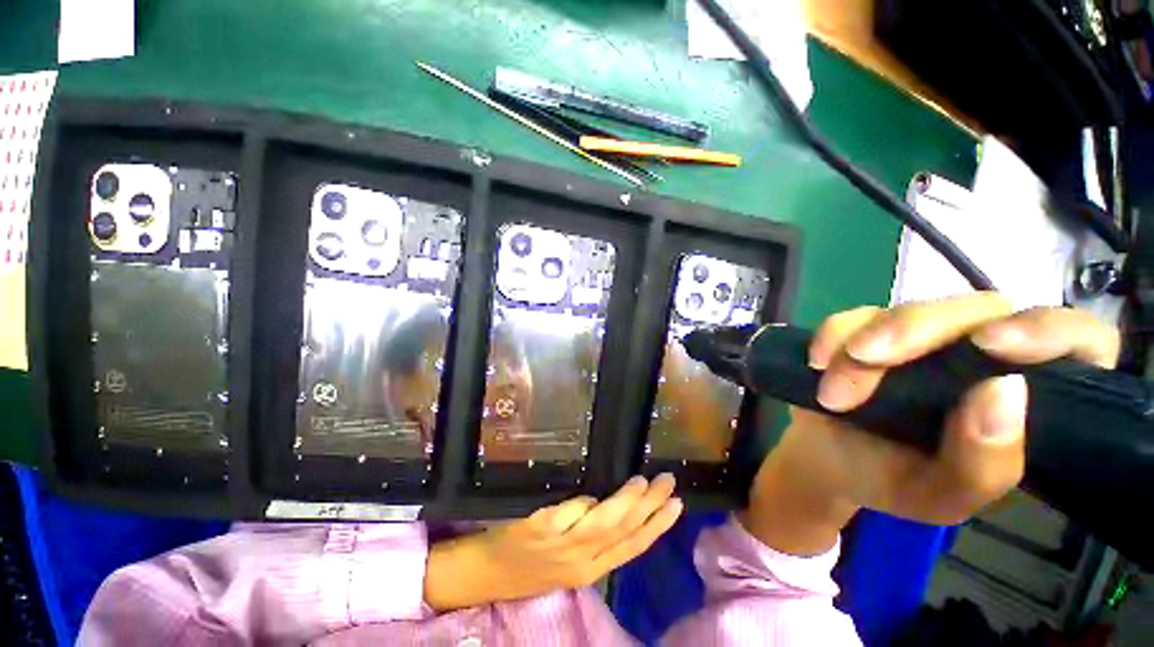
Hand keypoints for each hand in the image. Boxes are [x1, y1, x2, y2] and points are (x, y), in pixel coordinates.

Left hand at [424, 474, 682, 611]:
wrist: (477, 575)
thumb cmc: (521, 571)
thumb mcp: (563, 568)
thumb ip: (587, 546)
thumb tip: (611, 511)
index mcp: (588, 574)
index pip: (632, 549)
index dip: (657, 528)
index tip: (677, 506)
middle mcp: (579, 563)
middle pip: (623, 533)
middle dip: (650, 507)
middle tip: (668, 482)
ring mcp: (558, 547)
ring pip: (603, 524)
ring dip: (627, 502)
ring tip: (642, 482)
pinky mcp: (536, 531)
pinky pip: (568, 514)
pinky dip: (584, 504)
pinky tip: (594, 496)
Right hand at [740, 293, 1119, 555]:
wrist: (834, 463)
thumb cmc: (899, 483)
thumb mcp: (941, 499)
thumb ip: (983, 466)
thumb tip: (1006, 390)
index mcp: (1030, 401)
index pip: (1086, 348)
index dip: (1063, 336)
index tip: (1002, 351)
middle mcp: (1004, 354)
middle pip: (998, 312)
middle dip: (934, 331)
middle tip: (878, 361)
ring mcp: (955, 329)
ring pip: (939, 305)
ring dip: (885, 337)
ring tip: (837, 387)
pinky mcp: (908, 314)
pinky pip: (883, 303)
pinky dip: (850, 331)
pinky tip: (825, 364)